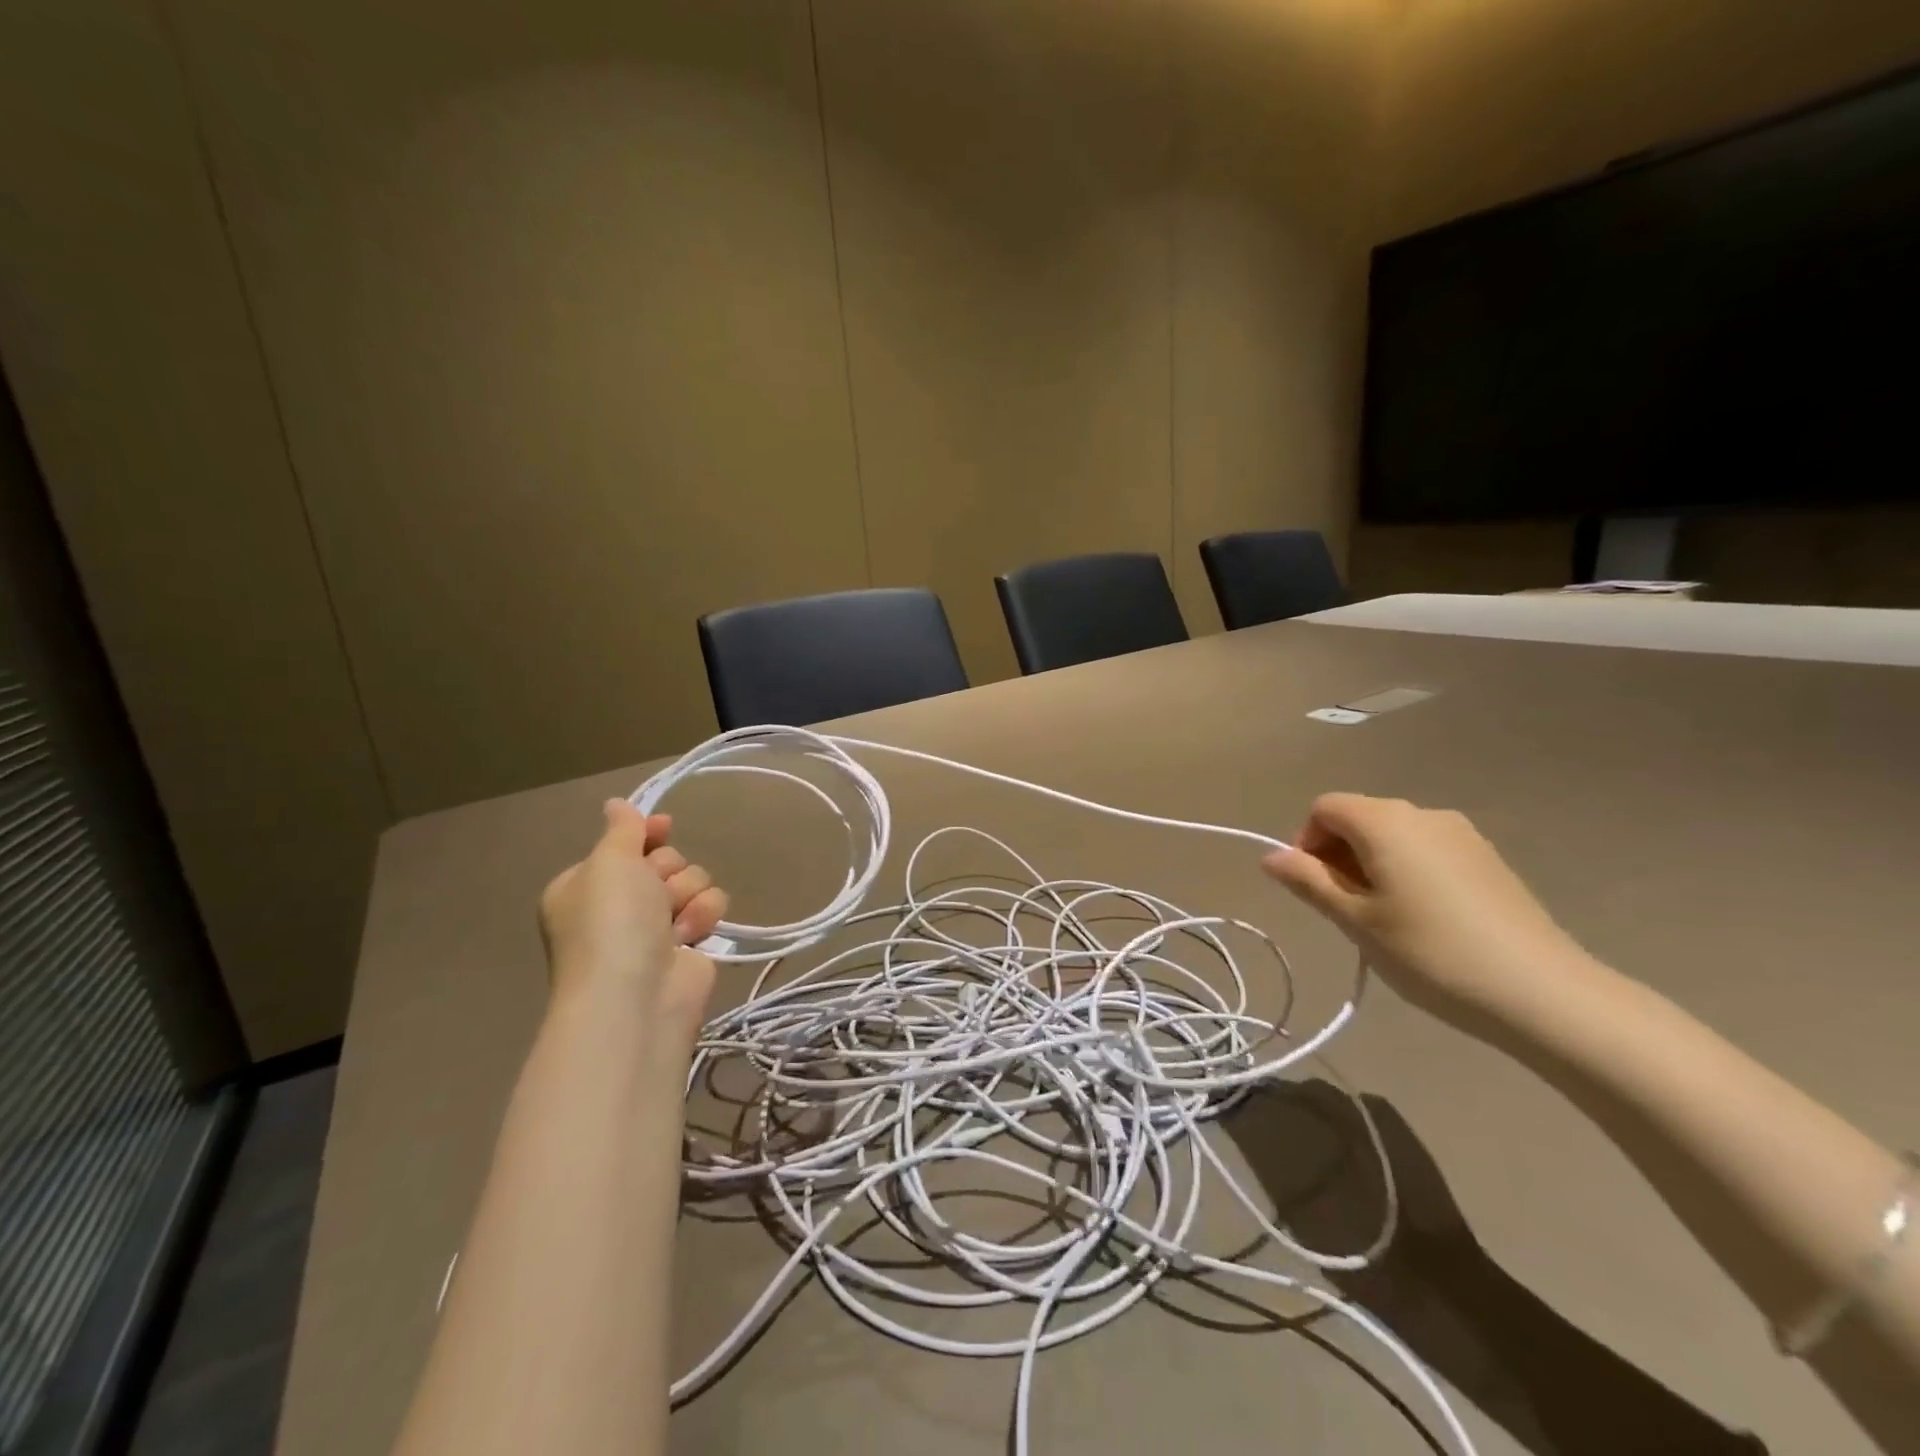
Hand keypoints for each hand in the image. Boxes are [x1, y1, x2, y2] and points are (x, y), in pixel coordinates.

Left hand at [539, 800, 728, 1038]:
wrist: (635, 995)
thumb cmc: (611, 922)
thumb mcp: (608, 862)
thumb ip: (621, 829)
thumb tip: (615, 804)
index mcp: (586, 886)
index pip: (623, 845)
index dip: (645, 834)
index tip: (664, 826)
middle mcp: (619, 906)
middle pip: (663, 861)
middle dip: (667, 870)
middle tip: (655, 889)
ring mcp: (654, 928)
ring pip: (692, 881)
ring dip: (688, 893)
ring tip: (674, 919)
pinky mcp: (688, 946)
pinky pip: (710, 907)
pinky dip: (703, 916)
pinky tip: (690, 935)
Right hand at [1262, 794, 1599, 1040]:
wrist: (1543, 993)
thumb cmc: (1431, 953)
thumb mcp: (1356, 921)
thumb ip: (1308, 881)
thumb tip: (1269, 857)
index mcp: (1385, 822)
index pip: (1325, 808)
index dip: (1306, 842)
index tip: (1313, 889)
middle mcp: (1423, 813)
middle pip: (1360, 818)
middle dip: (1338, 855)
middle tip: (1343, 910)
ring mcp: (1462, 834)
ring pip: (1394, 836)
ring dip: (1372, 865)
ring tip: (1383, 919)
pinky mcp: (1488, 859)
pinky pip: (1427, 851)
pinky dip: (1407, 872)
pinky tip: (1424, 919)